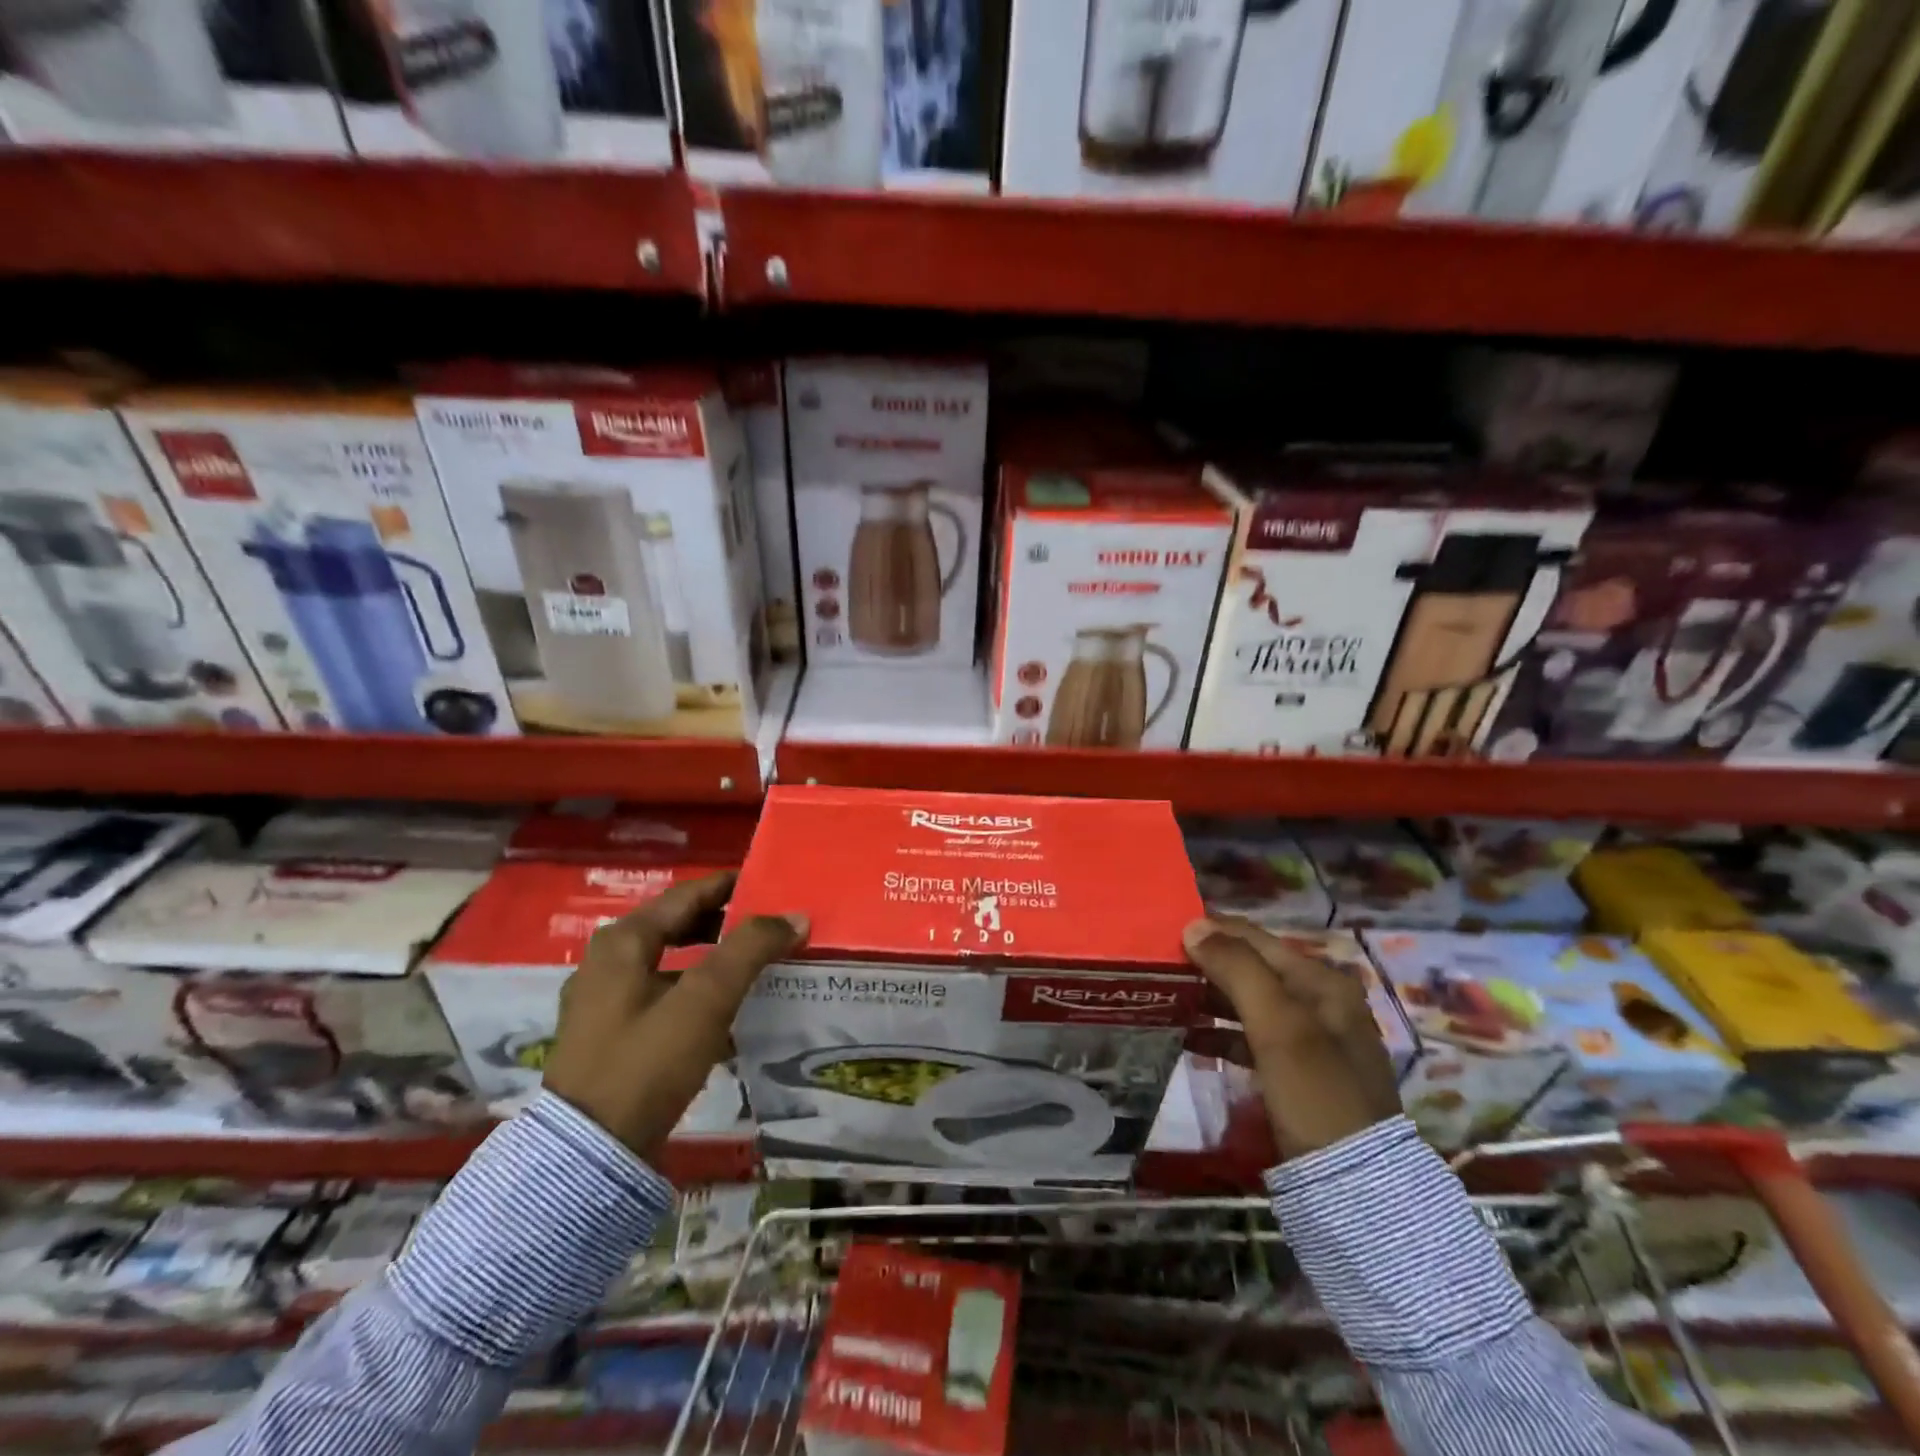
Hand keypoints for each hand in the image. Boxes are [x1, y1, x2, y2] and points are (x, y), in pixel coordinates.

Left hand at [543, 871, 806, 1159]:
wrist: (590, 1155)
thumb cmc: (647, 1062)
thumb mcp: (705, 999)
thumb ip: (750, 950)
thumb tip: (794, 916)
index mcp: (623, 941)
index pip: (688, 895)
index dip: (731, 887)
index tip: (772, 885)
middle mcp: (607, 961)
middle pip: (677, 926)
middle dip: (725, 923)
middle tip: (771, 925)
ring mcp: (604, 1001)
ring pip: (671, 962)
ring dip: (713, 959)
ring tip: (757, 965)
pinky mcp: (610, 1037)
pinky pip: (662, 995)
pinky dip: (695, 991)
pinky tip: (725, 1010)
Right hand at [1183, 916, 1401, 1160]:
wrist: (1358, 1191)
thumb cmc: (1316, 1095)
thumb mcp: (1278, 1026)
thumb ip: (1238, 970)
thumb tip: (1193, 926)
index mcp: (1322, 982)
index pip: (1256, 938)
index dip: (1211, 931)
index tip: (1164, 931)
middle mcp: (1319, 1002)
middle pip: (1252, 968)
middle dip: (1207, 964)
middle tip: (1159, 966)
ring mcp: (1310, 1040)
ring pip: (1248, 1002)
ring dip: (1209, 997)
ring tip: (1167, 997)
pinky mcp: (1297, 1072)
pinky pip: (1250, 1037)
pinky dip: (1220, 1033)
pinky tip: (1189, 1037)